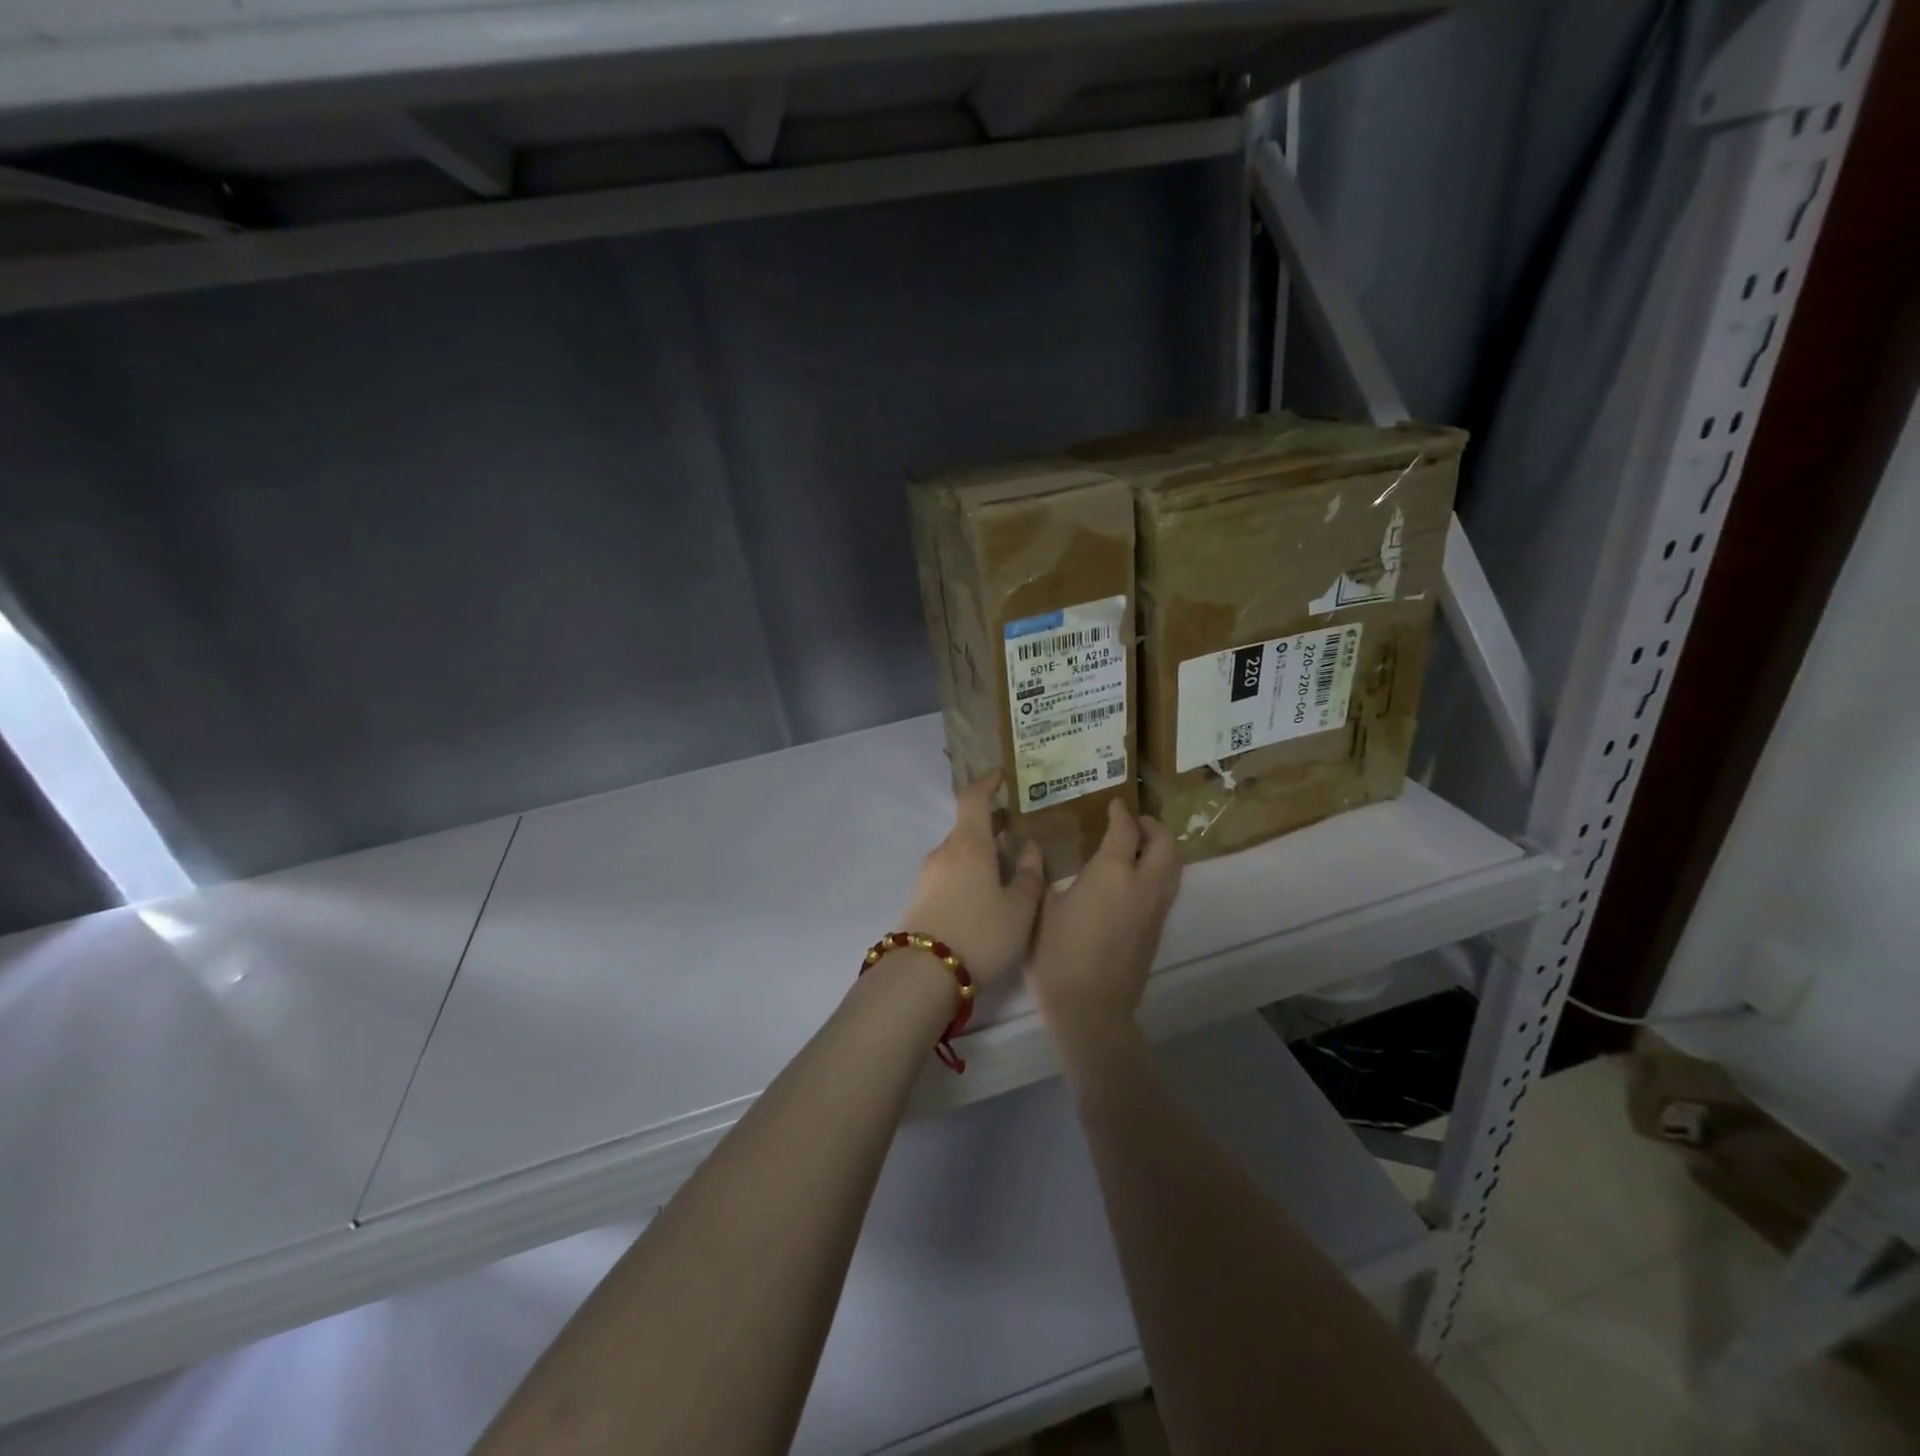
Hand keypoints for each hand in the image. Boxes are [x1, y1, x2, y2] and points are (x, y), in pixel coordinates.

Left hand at [898, 771, 1045, 986]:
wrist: (923, 974)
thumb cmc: (981, 933)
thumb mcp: (1019, 909)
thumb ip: (1028, 876)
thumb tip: (1029, 848)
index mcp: (969, 844)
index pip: (973, 798)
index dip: (987, 783)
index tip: (1001, 777)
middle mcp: (945, 852)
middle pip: (967, 826)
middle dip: (990, 824)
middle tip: (1015, 827)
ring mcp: (928, 875)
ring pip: (958, 852)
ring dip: (980, 850)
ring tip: (1005, 865)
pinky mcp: (919, 898)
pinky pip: (949, 872)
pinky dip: (968, 870)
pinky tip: (983, 893)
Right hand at [1028, 799, 1180, 1044]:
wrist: (1091, 1009)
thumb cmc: (1057, 955)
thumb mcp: (1041, 910)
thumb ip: (1042, 876)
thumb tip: (1037, 852)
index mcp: (1112, 872)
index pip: (1125, 829)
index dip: (1120, 813)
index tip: (1113, 804)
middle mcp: (1142, 884)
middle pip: (1165, 843)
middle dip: (1153, 826)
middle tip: (1134, 823)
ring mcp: (1155, 909)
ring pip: (1174, 866)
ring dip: (1161, 849)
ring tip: (1139, 846)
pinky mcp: (1157, 930)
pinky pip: (1168, 888)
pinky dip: (1160, 871)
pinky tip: (1136, 879)